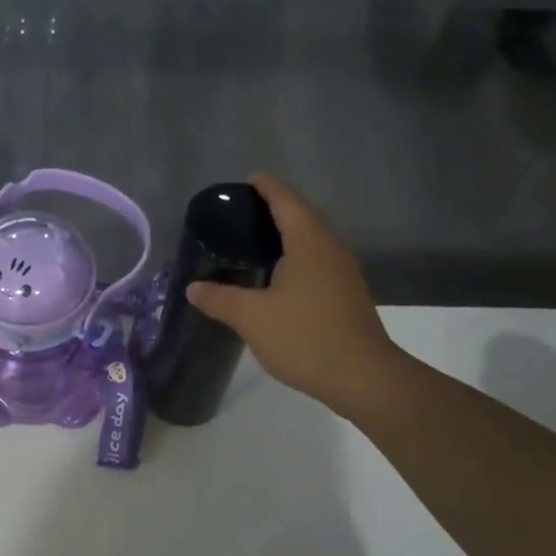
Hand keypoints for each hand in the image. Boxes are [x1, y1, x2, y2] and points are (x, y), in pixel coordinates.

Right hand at [185, 173, 395, 414]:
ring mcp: (343, 271)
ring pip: (313, 240)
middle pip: (302, 215)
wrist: (362, 376)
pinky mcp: (347, 293)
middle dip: (275, 209)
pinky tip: (279, 278)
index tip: (247, 180)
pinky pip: (318, 261)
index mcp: (308, 241)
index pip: (284, 199)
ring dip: (288, 236)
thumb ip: (220, 299)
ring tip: (256, 245)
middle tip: (242, 216)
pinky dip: (297, 258)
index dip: (265, 186)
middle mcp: (330, 247)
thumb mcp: (252, 317)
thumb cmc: (305, 337)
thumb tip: (193, 288)